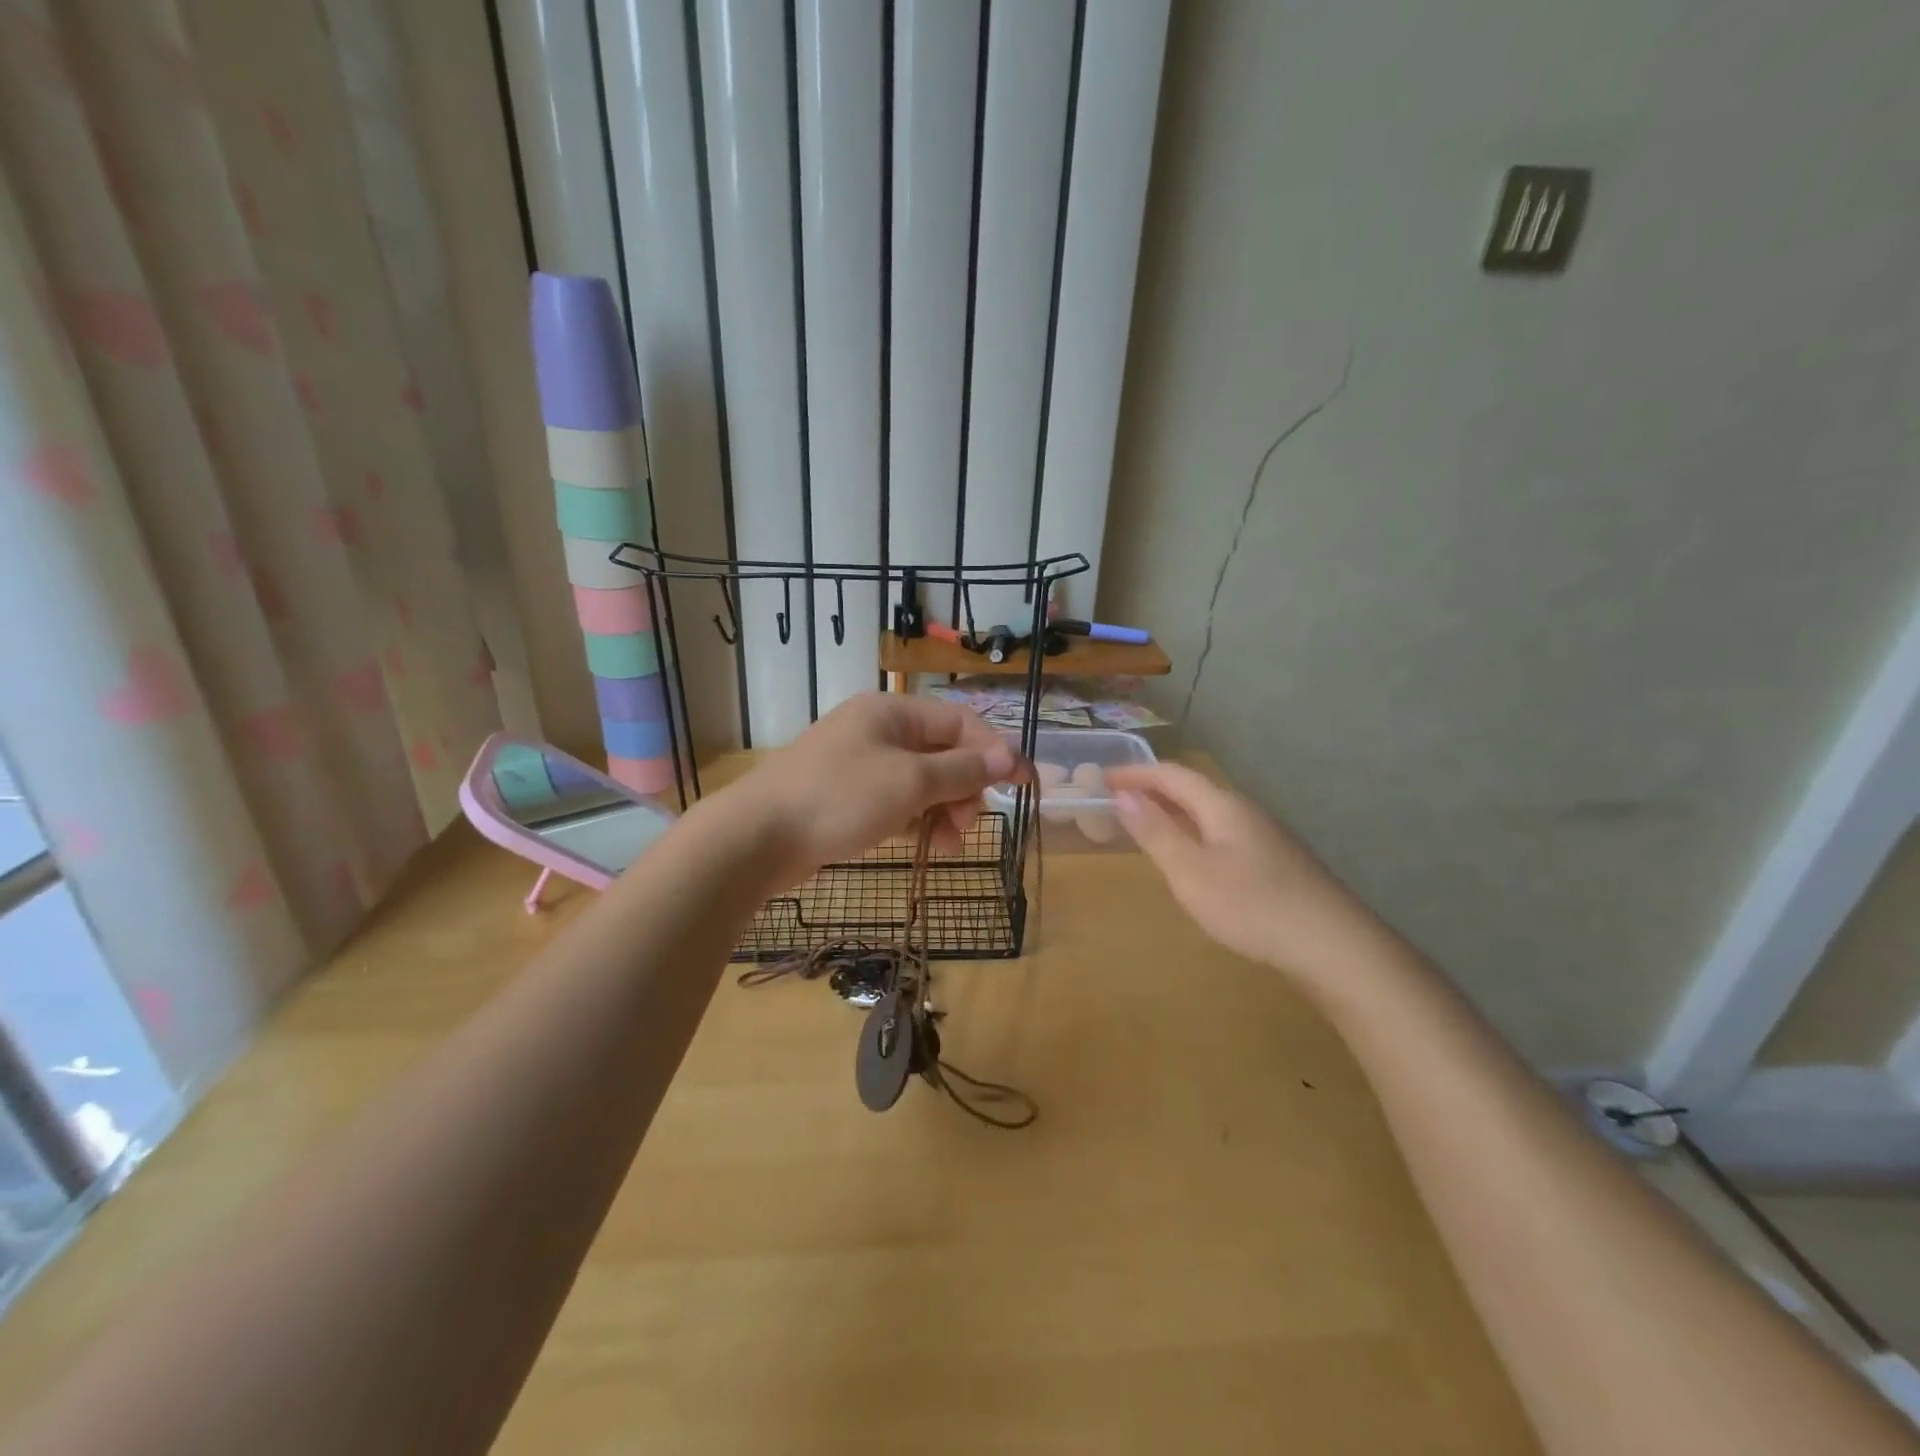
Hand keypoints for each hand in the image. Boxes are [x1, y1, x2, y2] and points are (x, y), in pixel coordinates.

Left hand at [737, 693, 1017, 882]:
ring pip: (920, 779)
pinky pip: (896, 800)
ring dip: (943, 807)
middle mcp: (877, 729)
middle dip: (965, 785)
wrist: (757, 838)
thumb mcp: (909, 782)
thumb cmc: (839, 799)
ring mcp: (858, 762)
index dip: (996, 752)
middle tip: (969, 823)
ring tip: (949, 842)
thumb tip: (1008, 757)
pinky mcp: (846, 795)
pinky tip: (925, 844)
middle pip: (941, 751)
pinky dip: (915, 819)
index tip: (1024, 786)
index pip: (960, 722)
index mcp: (892, 711)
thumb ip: (961, 769)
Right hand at [1108, 762, 1369, 973]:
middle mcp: (1245, 810)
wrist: (1332, 945)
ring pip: (1209, 810)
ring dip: (1174, 810)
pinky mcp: (1276, 860)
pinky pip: (1222, 830)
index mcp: (1222, 805)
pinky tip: (1192, 855)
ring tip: (1147, 823)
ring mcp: (1265, 835)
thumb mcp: (1191, 872)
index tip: (1103, 777)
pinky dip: (1194, 830)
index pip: (1171, 774)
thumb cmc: (1252, 906)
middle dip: (1153, 789)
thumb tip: (1124, 795)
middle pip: (1192, 788)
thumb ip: (1156, 832)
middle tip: (1118, 799)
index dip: (1135, 773)